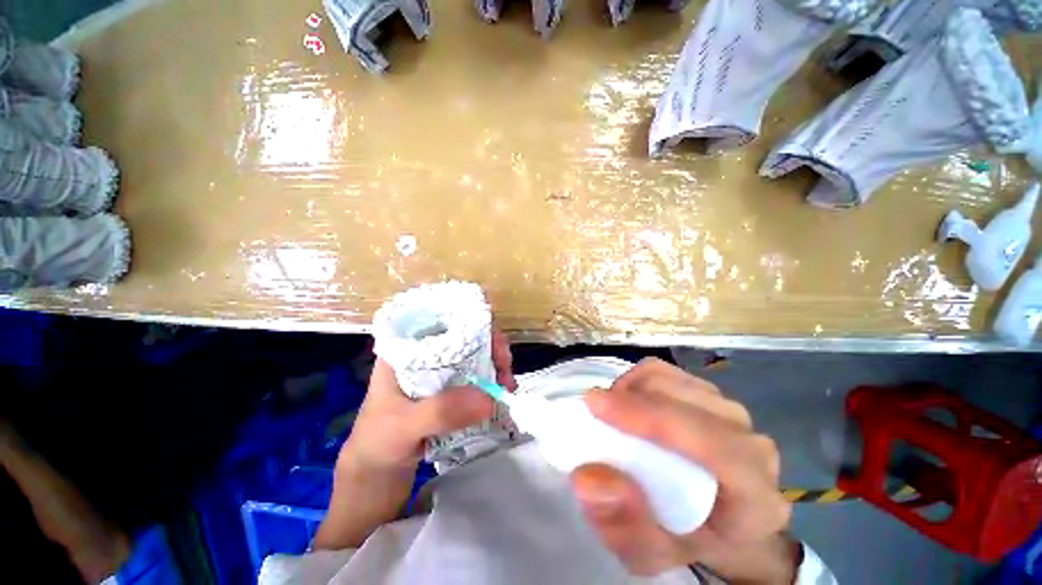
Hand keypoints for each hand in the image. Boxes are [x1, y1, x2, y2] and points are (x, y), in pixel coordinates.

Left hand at [314, 330, 515, 549]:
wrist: (372, 484)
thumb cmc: (376, 446)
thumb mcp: (403, 426)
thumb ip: (441, 411)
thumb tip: (490, 398)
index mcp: (406, 350)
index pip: (442, 321)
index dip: (472, 322)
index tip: (494, 342)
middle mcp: (425, 357)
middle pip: (464, 337)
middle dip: (490, 346)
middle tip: (506, 367)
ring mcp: (438, 376)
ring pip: (473, 358)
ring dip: (494, 366)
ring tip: (507, 385)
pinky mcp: (448, 395)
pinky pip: (475, 380)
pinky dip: (491, 384)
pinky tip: (501, 395)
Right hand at [571, 358, 797, 581]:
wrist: (711, 522)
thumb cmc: (682, 537)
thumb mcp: (649, 552)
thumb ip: (623, 525)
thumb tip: (589, 477)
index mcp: (754, 499)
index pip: (709, 444)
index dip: (648, 417)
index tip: (595, 405)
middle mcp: (752, 447)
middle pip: (685, 400)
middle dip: (630, 399)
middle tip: (596, 417)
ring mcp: (733, 415)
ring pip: (672, 379)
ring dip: (631, 389)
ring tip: (613, 415)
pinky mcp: (711, 395)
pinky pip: (666, 371)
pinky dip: (637, 380)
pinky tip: (628, 404)